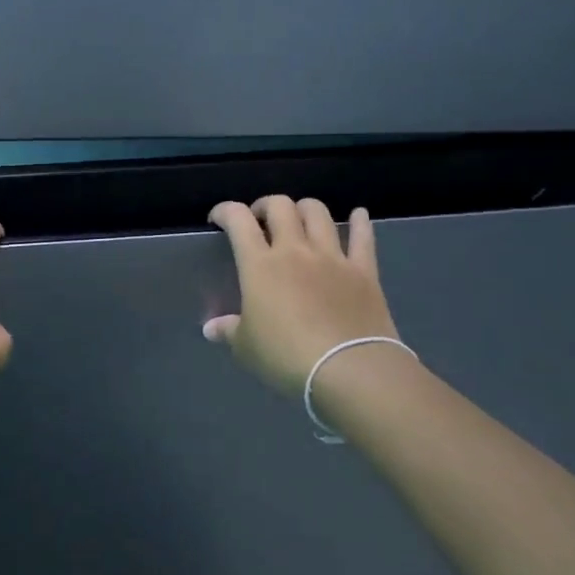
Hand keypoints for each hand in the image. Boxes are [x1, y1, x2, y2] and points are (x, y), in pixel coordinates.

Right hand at [203, 196, 400, 399]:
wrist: (350, 369)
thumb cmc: (287, 356)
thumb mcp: (246, 347)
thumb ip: (228, 331)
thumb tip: (211, 329)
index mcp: (259, 265)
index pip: (238, 220)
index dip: (224, 211)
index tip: (218, 219)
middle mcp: (295, 250)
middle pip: (280, 207)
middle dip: (265, 206)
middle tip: (259, 220)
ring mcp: (332, 258)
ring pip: (318, 214)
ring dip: (304, 208)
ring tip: (298, 218)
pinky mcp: (364, 271)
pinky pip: (363, 238)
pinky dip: (360, 222)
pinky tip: (358, 214)